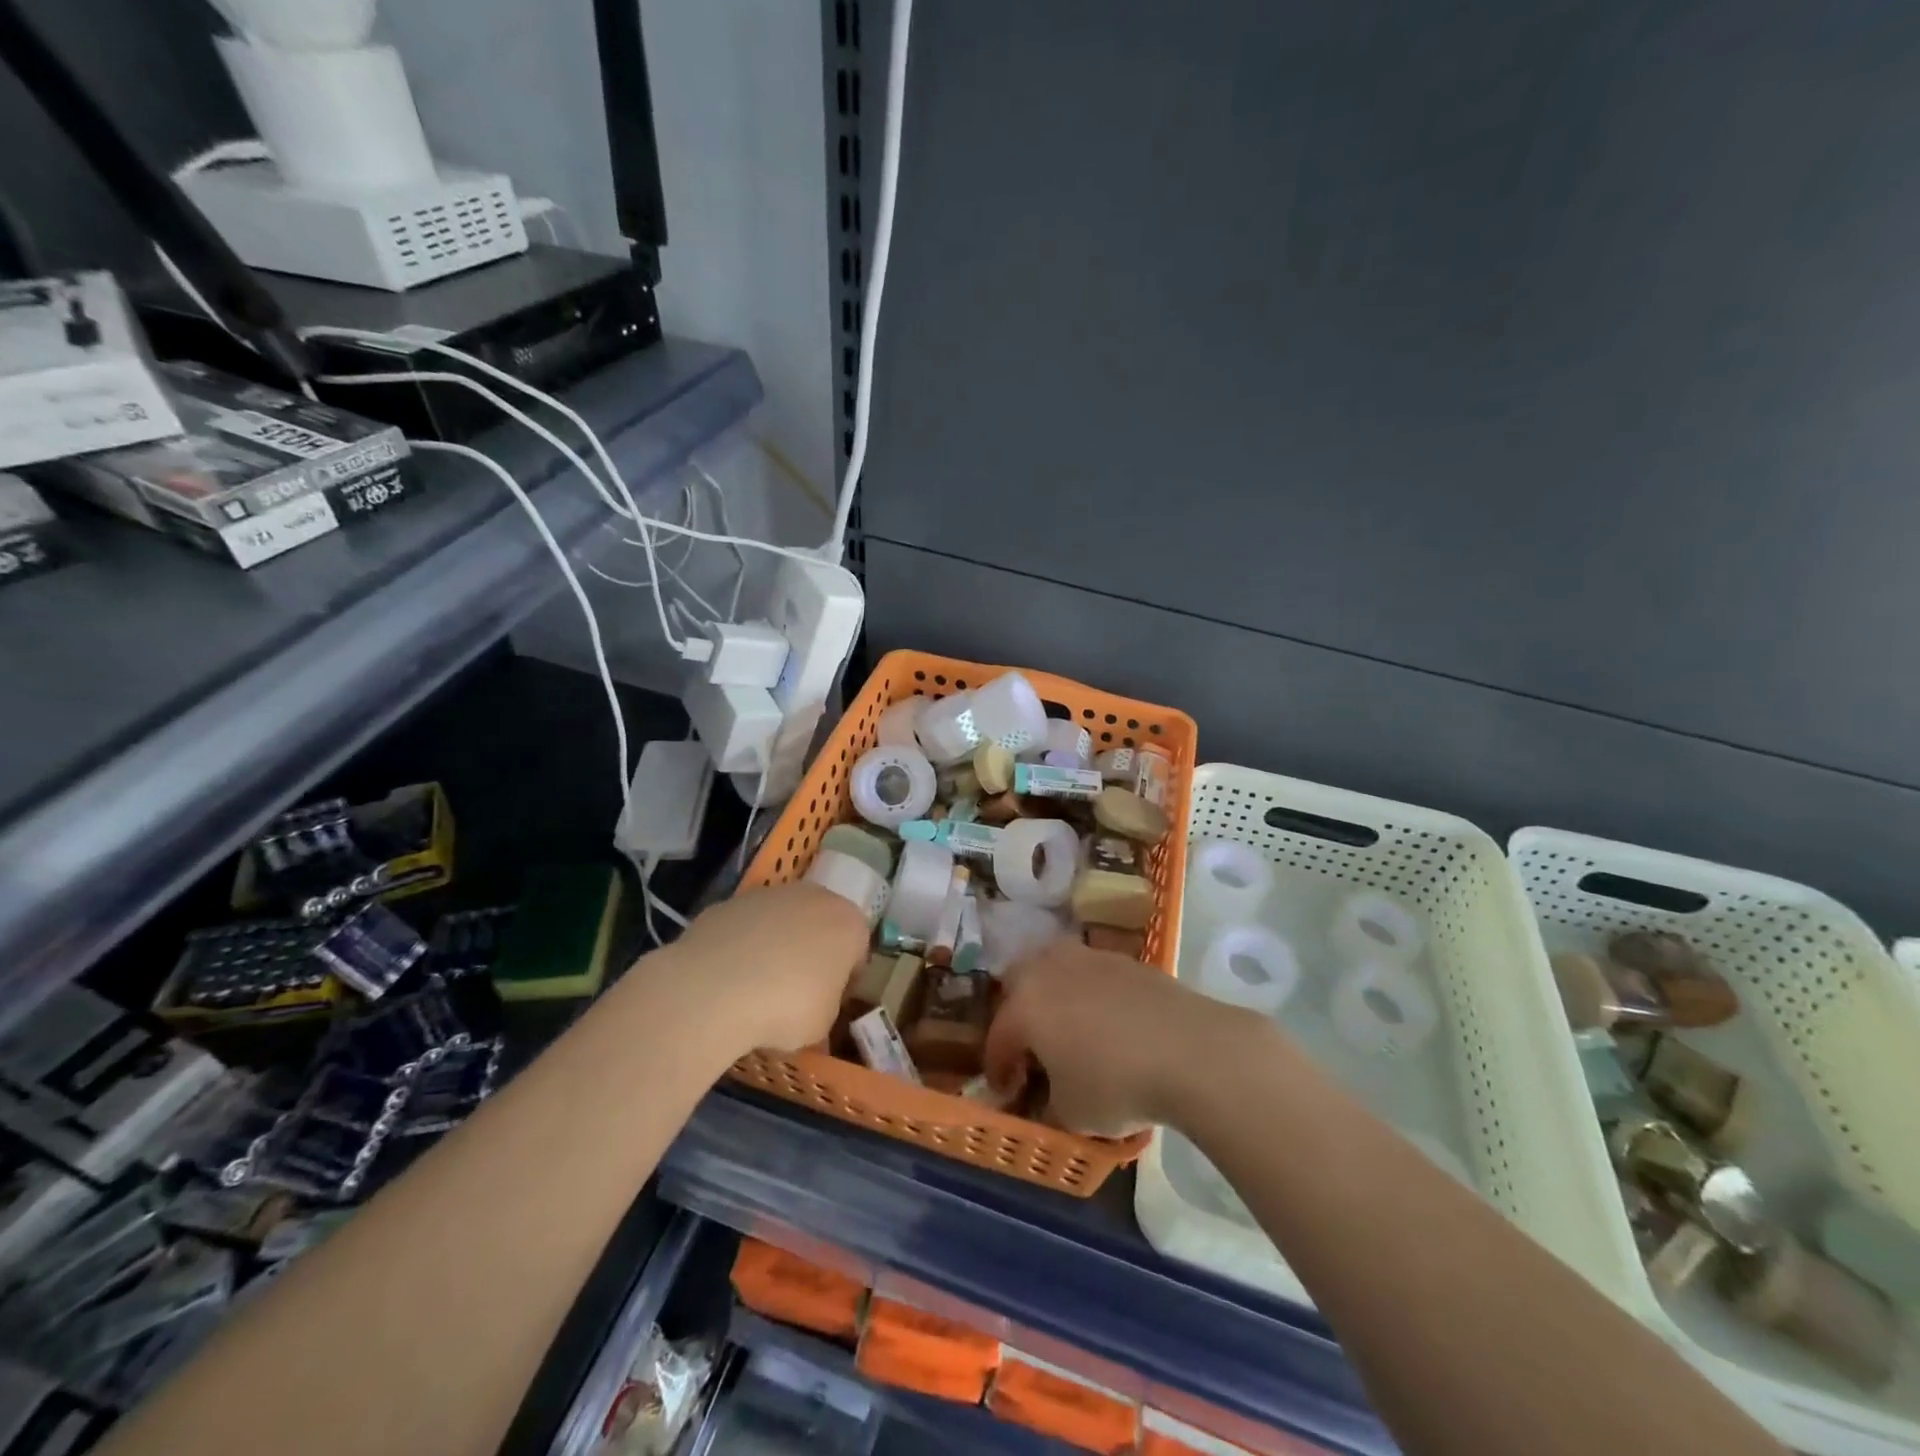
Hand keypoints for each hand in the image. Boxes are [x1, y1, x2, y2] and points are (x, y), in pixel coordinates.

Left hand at [672, 881, 869, 1054]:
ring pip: (781, 921)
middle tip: (796, 990)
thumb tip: (814, 1001)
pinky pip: (746, 927)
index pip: (857, 950)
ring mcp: (770, 894)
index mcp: (849, 923)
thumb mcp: (823, 1023)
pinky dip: (742, 946)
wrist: (716, 988)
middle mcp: (815, 897)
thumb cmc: (787, 1007)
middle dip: (811, 952)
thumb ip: (827, 1003)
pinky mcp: (731, 901)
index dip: (845, 979)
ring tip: (756, 986)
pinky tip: (728, 977)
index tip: (830, 1001)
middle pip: (820, 925)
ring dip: (776, 945)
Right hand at [985, 938, 1263, 1136]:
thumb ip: (1048, 1105)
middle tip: (1032, 1046)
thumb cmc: (1117, 1085)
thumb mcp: (1071, 1115)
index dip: (999, 1069)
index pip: (998, 1038)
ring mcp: (1088, 958)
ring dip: (1053, 995)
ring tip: (1070, 1028)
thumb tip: (1048, 1101)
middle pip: (1017, 982)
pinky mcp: (1125, 960)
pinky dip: (1089, 993)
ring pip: (1055, 969)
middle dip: (1017, 1012)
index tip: (1008, 1092)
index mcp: (1024, 1006)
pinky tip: (1109, 1023)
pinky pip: (1091, 973)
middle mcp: (1048, 970)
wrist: (1191, 1051)